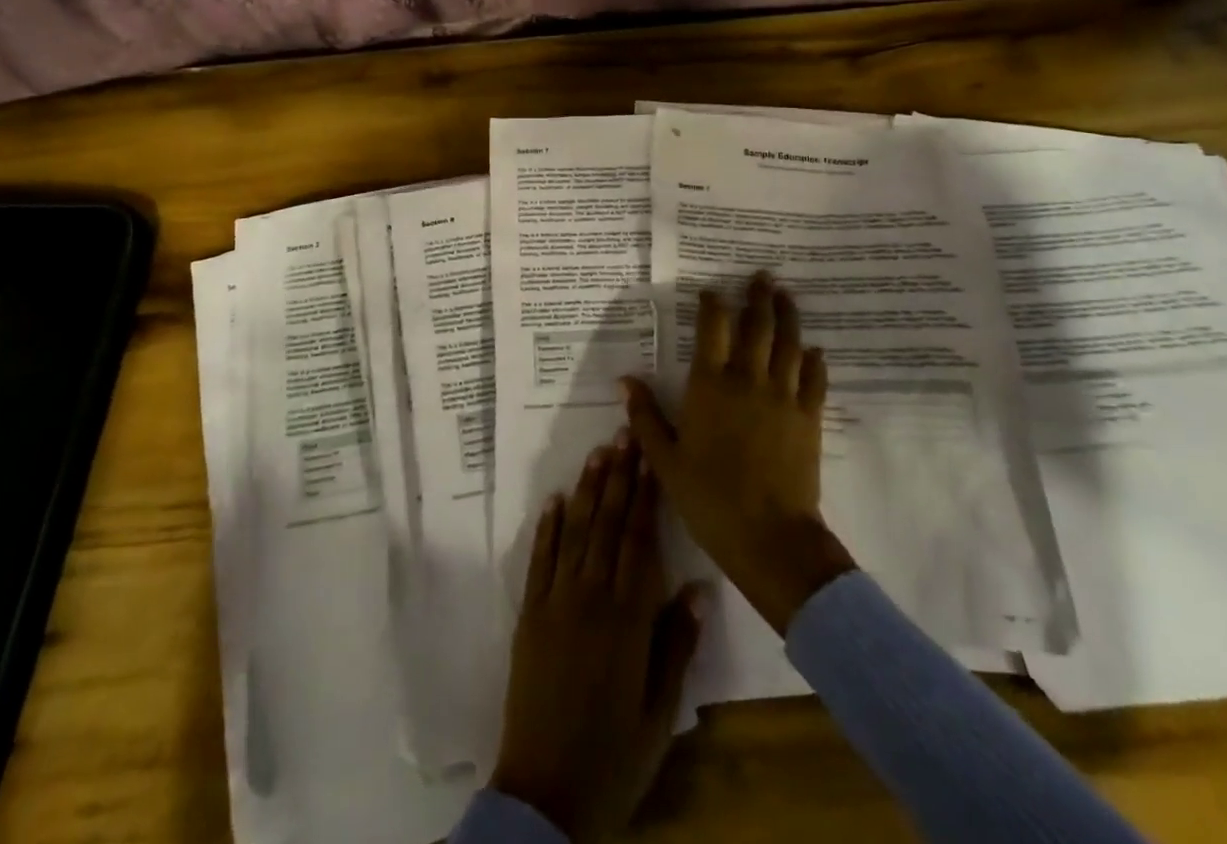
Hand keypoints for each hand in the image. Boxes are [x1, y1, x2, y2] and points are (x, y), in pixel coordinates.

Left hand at [490, 437, 703, 842]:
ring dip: (586, 489)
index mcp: (628, 618)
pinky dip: (546, 527)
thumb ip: (676, 645)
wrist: (544, 794)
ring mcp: (555, 602)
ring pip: (575, 532)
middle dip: (619, 476)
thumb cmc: (613, 757)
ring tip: (598, 451)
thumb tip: (697, 587)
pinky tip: (554, 498)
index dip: (647, 495)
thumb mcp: (660, 711)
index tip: (652, 457)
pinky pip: (539, 560)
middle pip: (607, 524)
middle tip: (625, 433)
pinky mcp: (529, 615)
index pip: (640, 540)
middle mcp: (590, 597)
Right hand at [622, 272, 856, 634]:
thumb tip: (625, 380)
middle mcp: (748, 379)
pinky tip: (814, 349)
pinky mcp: (810, 417)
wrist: (768, 536)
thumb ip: (645, 416)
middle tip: (761, 276)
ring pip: (789, 343)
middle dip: (758, 297)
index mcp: (710, 385)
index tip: (712, 290)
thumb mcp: (665, 459)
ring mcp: (784, 396)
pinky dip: (814, 360)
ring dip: (788, 316)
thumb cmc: (709, 497)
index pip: (713, 328)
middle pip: (757, 326)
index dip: (713, 303)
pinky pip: (815, 378)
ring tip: (785, 295)